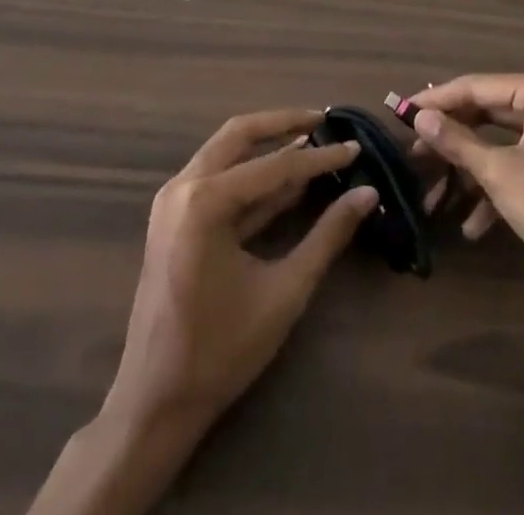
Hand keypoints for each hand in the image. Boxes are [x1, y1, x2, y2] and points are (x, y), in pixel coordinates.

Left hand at [33, 110, 376, 514]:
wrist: (155, 403)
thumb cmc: (221, 349)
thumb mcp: (285, 291)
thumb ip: (328, 236)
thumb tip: (367, 195)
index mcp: (205, 201)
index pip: (276, 165)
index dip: (320, 157)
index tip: (356, 146)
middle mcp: (183, 187)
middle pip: (240, 134)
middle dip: (284, 124)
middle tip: (325, 120)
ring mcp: (173, 200)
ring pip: (226, 151)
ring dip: (267, 143)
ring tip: (311, 139)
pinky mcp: (172, 217)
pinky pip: (216, 178)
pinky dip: (251, 172)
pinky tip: (285, 179)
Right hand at [410, 74, 523, 322]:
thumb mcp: (499, 173)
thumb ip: (457, 142)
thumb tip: (420, 117)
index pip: (476, 86)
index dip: (436, 100)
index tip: (401, 113)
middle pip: (486, 114)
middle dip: (451, 139)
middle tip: (413, 153)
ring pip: (499, 145)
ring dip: (468, 171)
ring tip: (433, 196)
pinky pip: (516, 168)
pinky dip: (493, 191)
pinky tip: (472, 225)